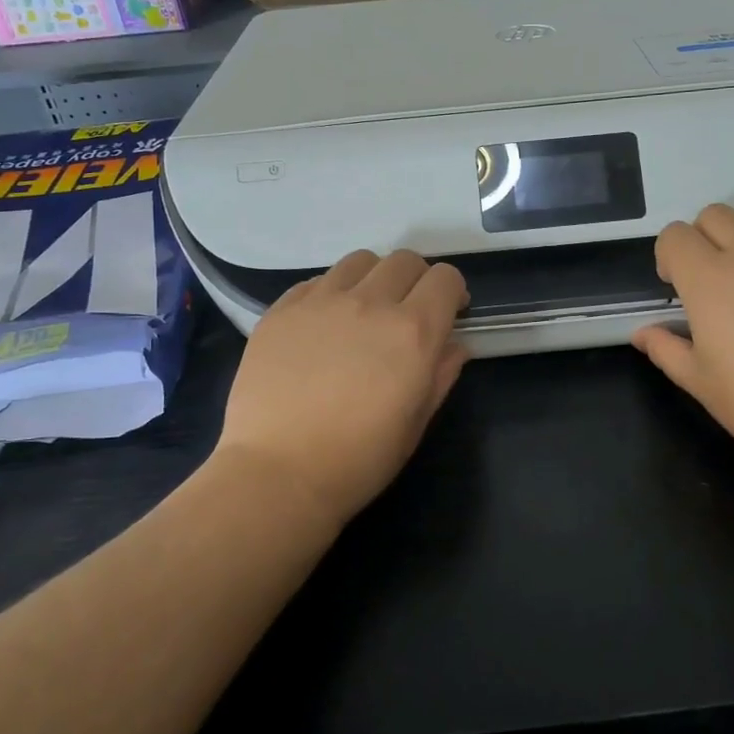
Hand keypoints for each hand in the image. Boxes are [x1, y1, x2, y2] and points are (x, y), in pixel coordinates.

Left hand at [215, 249, 469, 528]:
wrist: (278, 473)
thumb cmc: (359, 459)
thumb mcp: (416, 423)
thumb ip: (441, 374)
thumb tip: (454, 345)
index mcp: (413, 331)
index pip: (445, 279)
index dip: (452, 293)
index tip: (448, 314)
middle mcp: (370, 303)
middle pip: (405, 260)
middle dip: (417, 280)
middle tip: (408, 312)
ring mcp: (321, 302)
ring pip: (360, 261)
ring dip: (373, 278)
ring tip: (363, 311)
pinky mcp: (282, 310)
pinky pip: (317, 281)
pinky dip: (331, 293)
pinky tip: (323, 326)